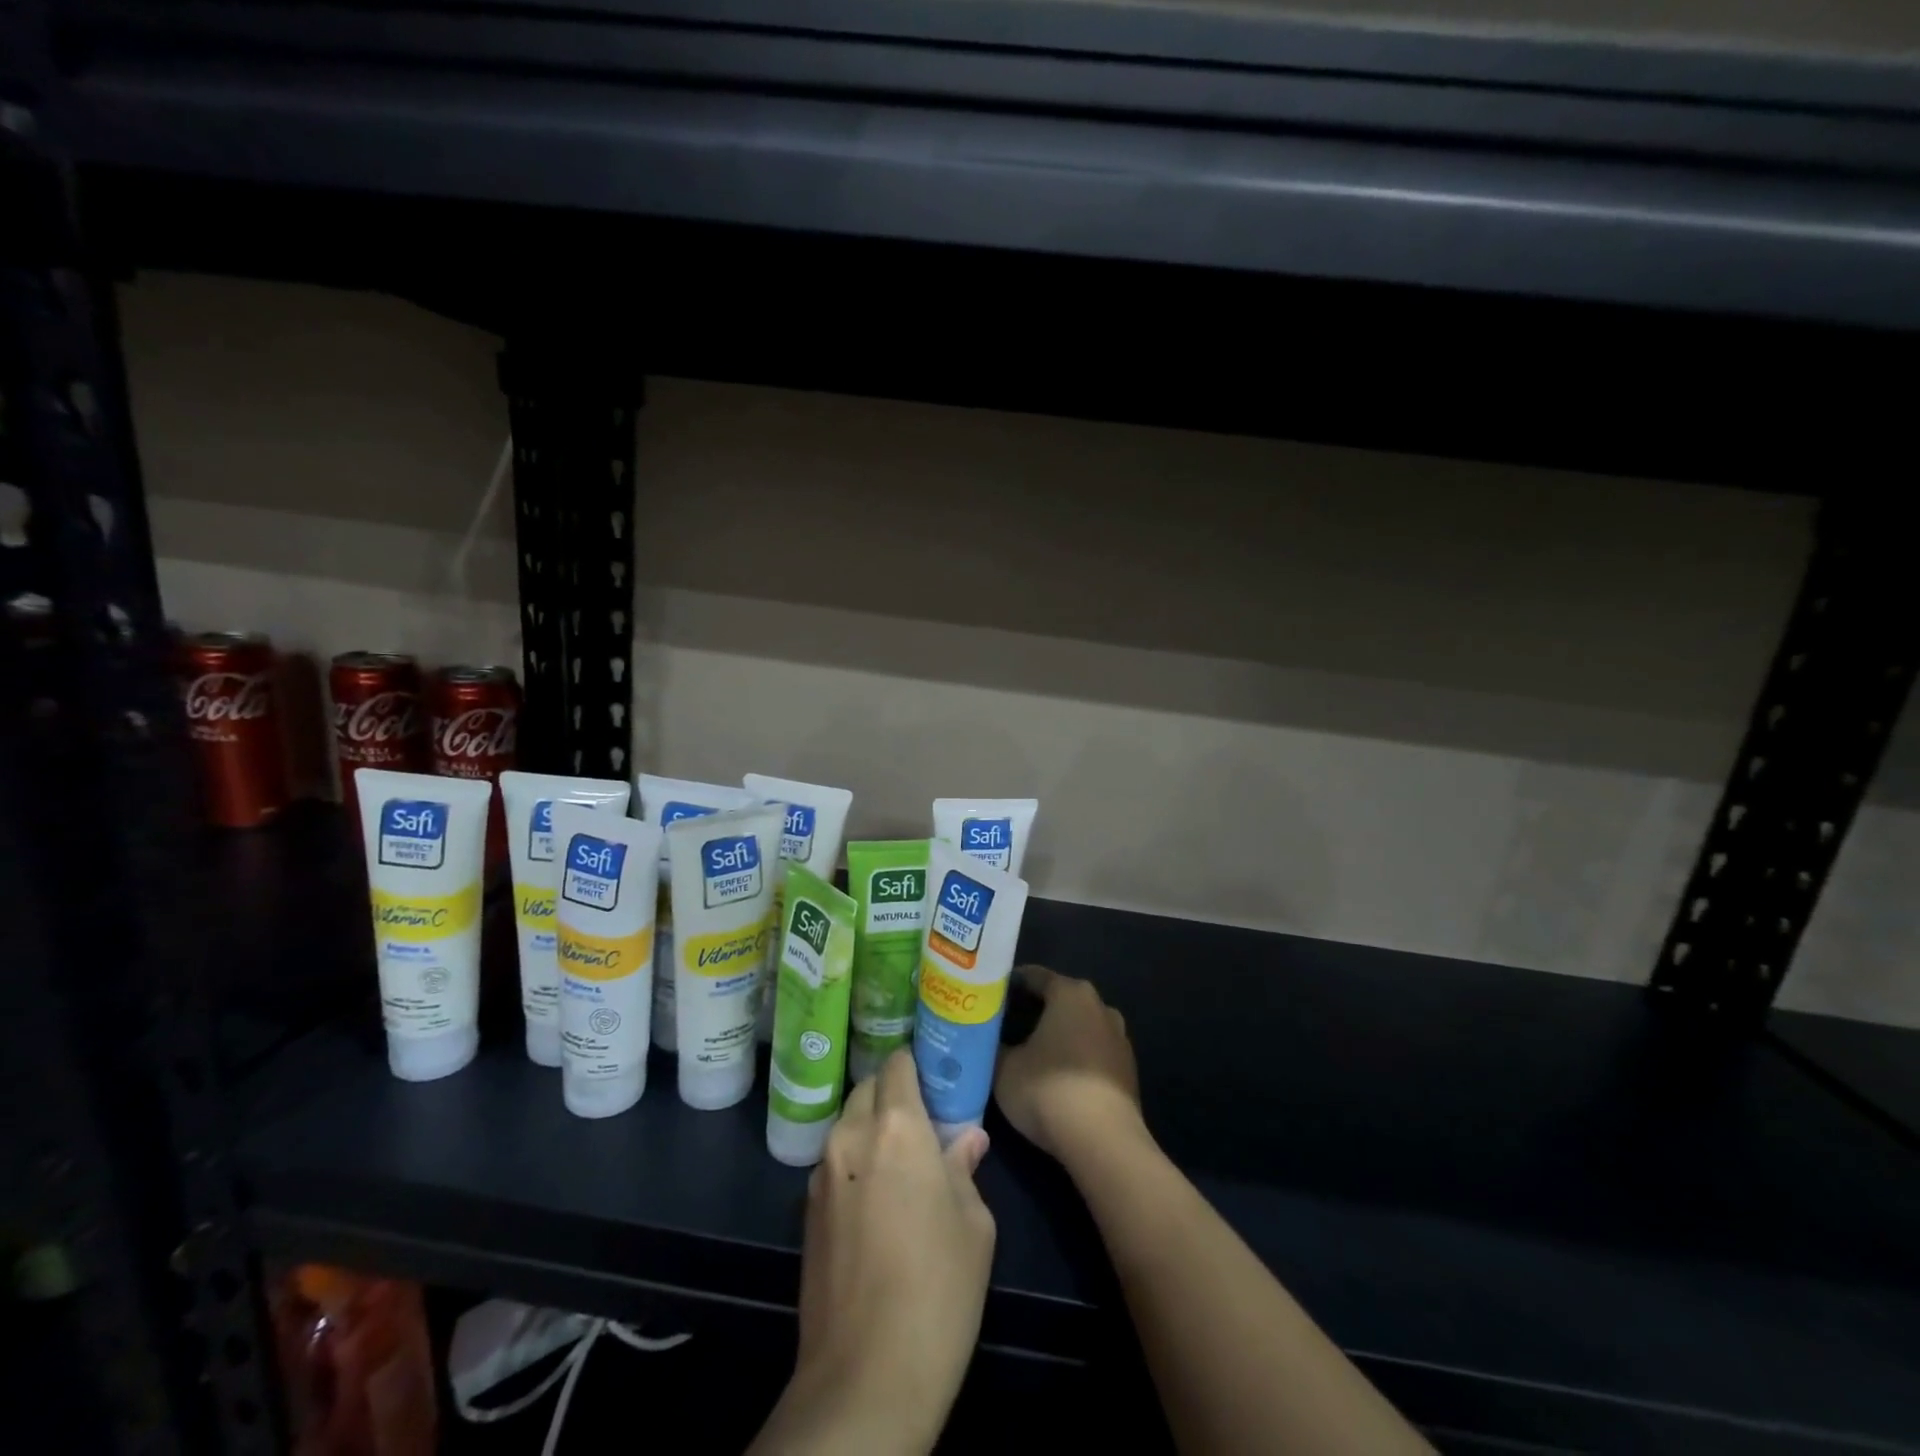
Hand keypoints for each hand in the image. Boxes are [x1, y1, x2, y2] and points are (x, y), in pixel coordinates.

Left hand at [757, 1050, 994, 1454]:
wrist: (864, 1378)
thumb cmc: (937, 1290)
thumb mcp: (974, 1225)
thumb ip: (964, 1169)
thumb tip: (967, 1140)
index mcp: (896, 1127)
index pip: (897, 1065)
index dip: (916, 1065)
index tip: (935, 1078)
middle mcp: (850, 1136)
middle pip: (868, 1089)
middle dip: (893, 1095)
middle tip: (923, 1123)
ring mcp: (822, 1174)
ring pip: (848, 1125)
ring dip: (871, 1130)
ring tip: (901, 1164)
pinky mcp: (806, 1211)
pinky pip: (835, 1163)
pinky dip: (855, 1163)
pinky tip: (876, 1201)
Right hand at [993, 965, 1143, 1163]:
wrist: (1104, 1142)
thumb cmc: (1048, 1090)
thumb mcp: (1004, 1068)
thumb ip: (995, 1046)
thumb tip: (989, 1039)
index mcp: (1070, 993)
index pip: (1034, 976)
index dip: (1009, 984)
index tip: (989, 997)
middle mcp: (1100, 1006)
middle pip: (1060, 999)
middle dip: (1033, 1009)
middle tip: (1004, 1024)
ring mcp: (1119, 1038)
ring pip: (1079, 1026)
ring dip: (1058, 1034)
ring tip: (1030, 1051)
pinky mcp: (1128, 1070)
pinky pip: (1093, 1053)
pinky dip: (1075, 1058)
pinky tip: (1057, 1077)